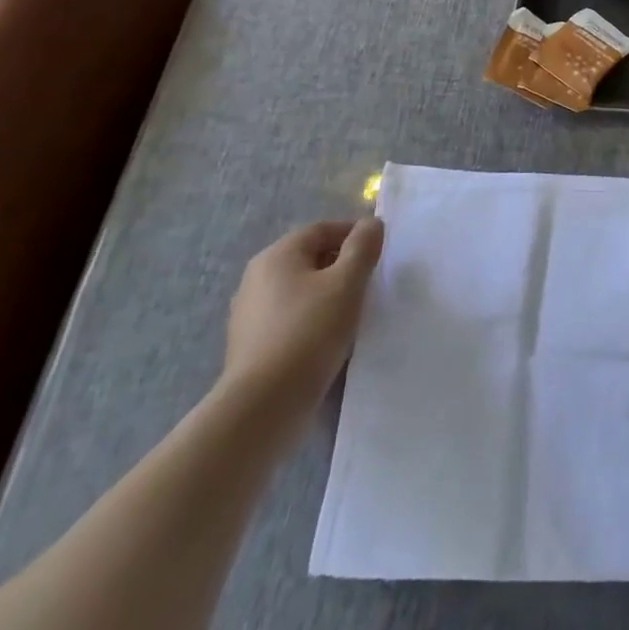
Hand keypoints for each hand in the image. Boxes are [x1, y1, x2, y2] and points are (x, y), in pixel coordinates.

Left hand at [219, 219, 384, 438]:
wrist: (263, 406)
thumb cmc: (309, 332)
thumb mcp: (347, 283)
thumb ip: (362, 247)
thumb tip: (371, 223)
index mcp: (277, 255)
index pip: (322, 229)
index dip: (354, 234)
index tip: (379, 253)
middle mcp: (256, 277)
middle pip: (309, 257)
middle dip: (342, 265)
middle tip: (370, 283)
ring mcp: (249, 313)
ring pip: (300, 289)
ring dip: (327, 294)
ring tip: (353, 313)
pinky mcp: (250, 345)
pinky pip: (289, 317)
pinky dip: (311, 319)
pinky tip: (329, 339)